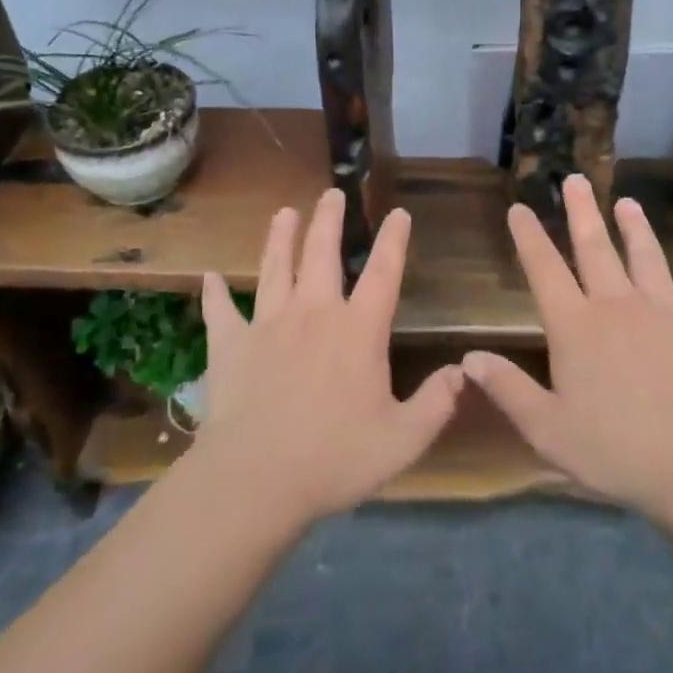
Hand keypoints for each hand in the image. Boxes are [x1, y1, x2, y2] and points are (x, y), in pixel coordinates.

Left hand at [188, 189, 463, 526]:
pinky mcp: (230, 345)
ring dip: (280, 238)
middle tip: (331, 193)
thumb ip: (437, 403)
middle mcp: (314, 313)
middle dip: (329, 220)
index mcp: (358, 330)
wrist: (256, 479)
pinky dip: (214, 293)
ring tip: (283, 212)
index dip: (393, 241)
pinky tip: (209, 276)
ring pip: (275, 268)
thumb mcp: (403, 439)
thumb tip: (462, 371)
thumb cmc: (335, 458)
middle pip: (322, 254)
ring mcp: (268, 325)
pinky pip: (221, 311)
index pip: (383, 273)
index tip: (398, 214)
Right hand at [463, 175, 672, 519]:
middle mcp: (617, 305)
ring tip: (627, 202)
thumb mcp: (547, 429)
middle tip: (576, 180)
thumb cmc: (615, 449)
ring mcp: (664, 310)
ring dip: (636, 228)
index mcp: (575, 326)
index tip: (519, 207)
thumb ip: (507, 390)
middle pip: (595, 248)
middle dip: (582, 212)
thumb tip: (468, 358)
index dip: (529, 237)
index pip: (544, 270)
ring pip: (646, 257)